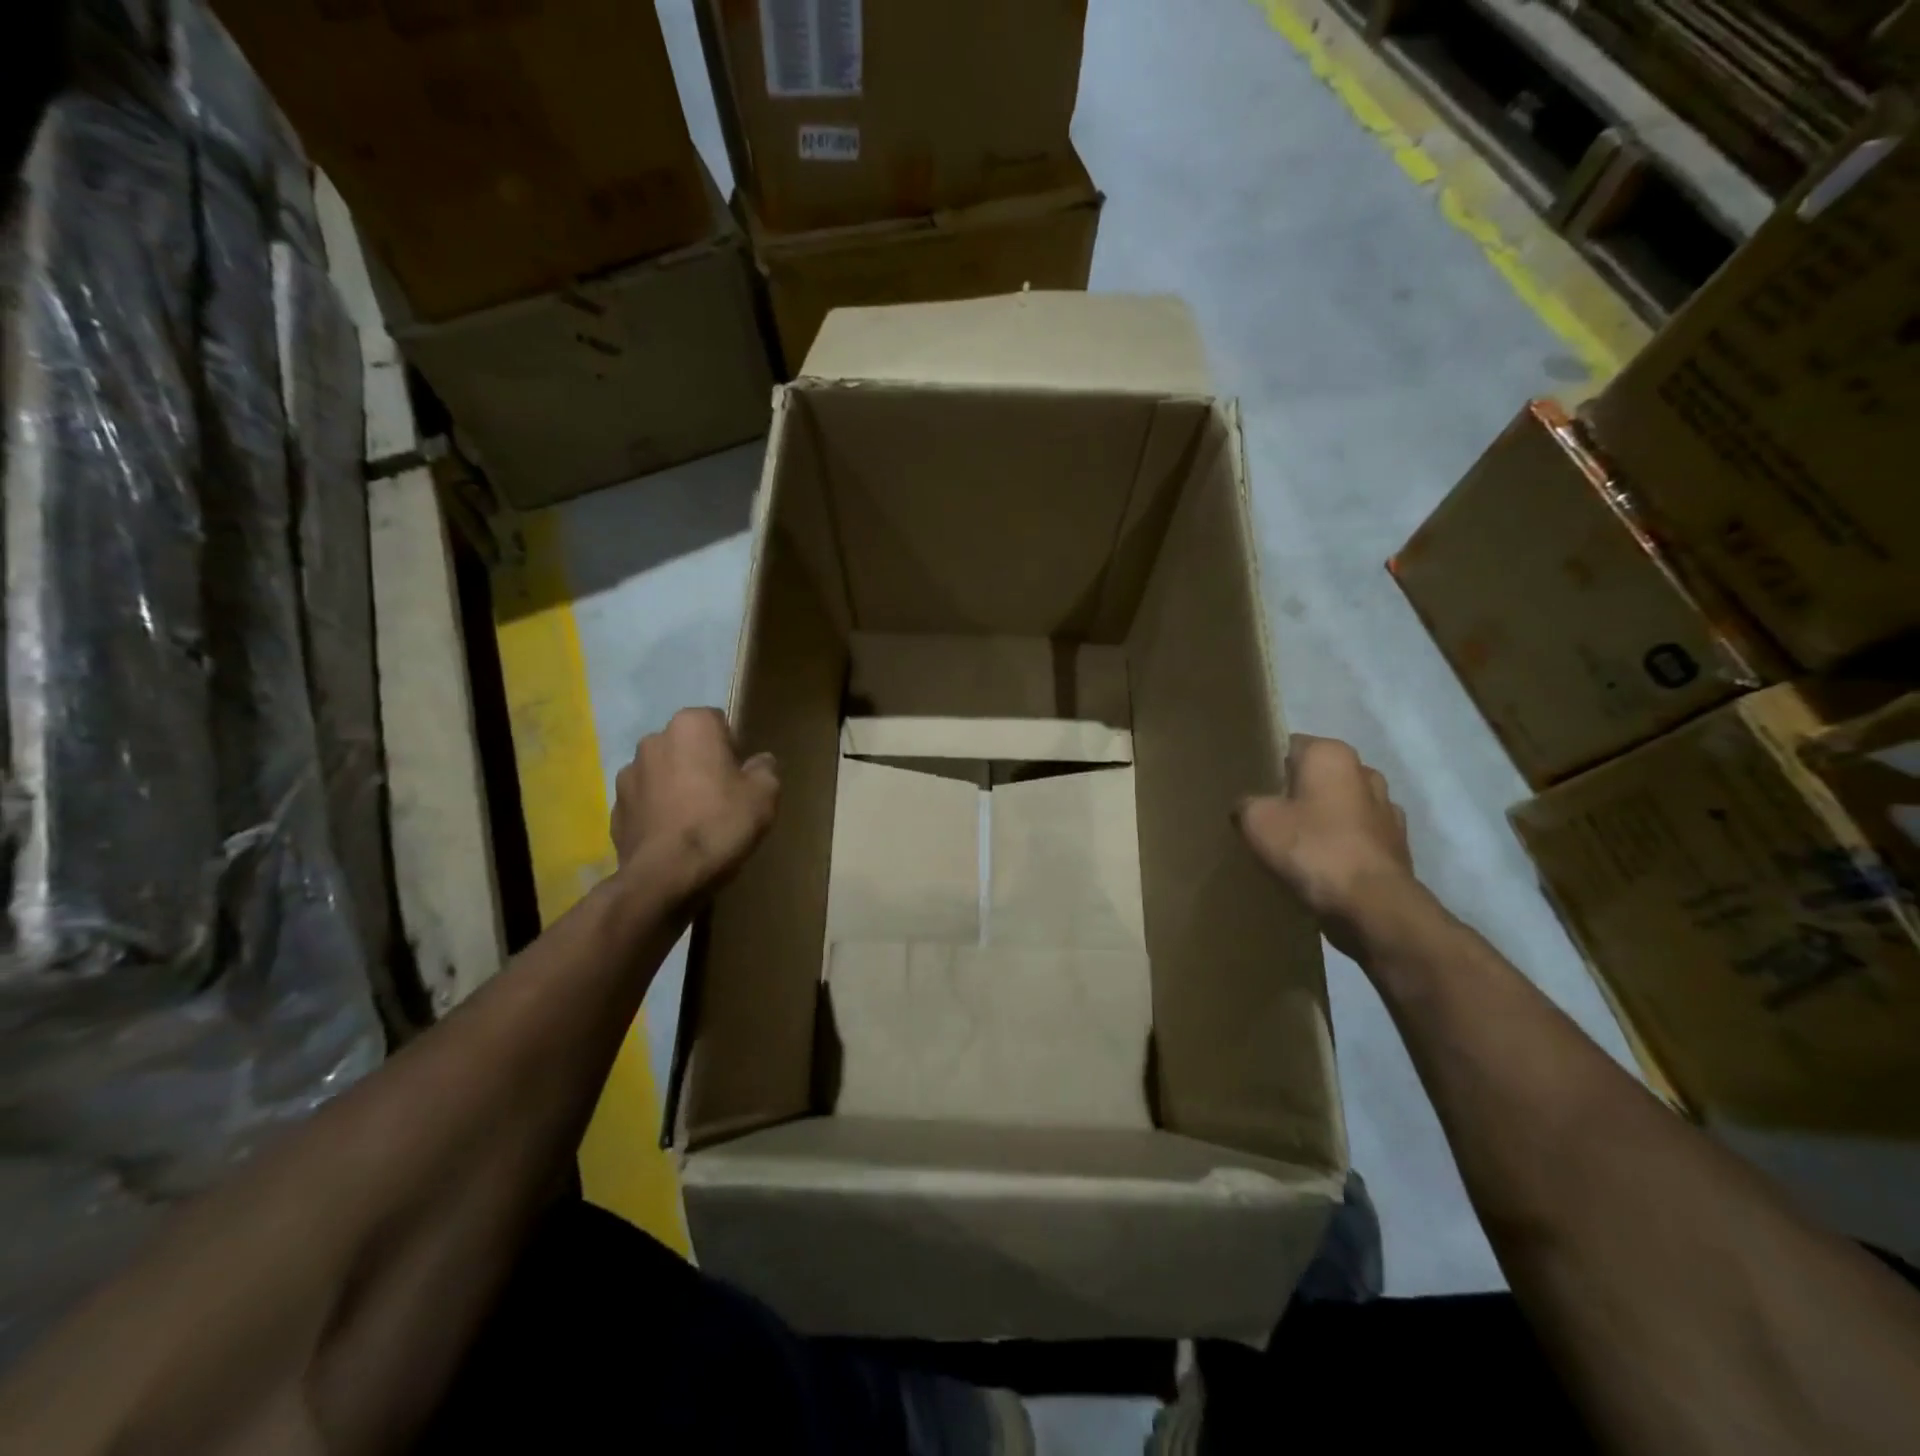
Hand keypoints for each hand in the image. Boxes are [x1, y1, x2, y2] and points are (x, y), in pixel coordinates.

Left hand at [610, 708, 778, 900]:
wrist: (666, 876)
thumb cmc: (720, 824)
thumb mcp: (765, 794)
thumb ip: (765, 768)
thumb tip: (758, 762)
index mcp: (691, 726)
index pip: (717, 721)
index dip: (732, 747)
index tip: (740, 776)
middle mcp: (653, 740)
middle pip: (687, 746)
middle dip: (701, 764)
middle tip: (722, 798)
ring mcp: (627, 774)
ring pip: (663, 773)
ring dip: (676, 787)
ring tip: (695, 821)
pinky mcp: (615, 808)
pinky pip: (646, 802)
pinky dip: (659, 813)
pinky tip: (674, 838)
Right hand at [1237, 734, 1418, 958]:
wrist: (1373, 906)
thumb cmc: (1312, 848)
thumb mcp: (1257, 821)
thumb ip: (1246, 804)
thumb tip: (1249, 807)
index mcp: (1332, 755)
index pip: (1289, 746)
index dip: (1266, 767)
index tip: (1250, 790)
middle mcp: (1365, 772)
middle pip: (1316, 777)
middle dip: (1295, 793)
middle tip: (1267, 817)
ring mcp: (1387, 809)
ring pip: (1340, 806)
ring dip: (1321, 819)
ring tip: (1294, 845)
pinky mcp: (1397, 844)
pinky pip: (1357, 836)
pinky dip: (1341, 845)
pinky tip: (1321, 865)